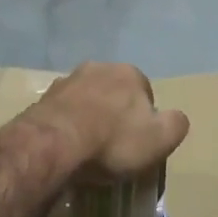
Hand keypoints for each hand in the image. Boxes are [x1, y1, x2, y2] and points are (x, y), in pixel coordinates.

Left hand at [24, 62, 188, 182]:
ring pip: (86, 100)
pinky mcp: (41, 99)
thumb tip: (176, 118)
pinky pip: (62, 113)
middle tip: (113, 145)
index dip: (144, 119)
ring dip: (88, 117)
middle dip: (114, 113)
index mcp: (129, 73)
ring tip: (87, 148)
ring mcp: (66, 81)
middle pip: (113, 93)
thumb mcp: (160, 139)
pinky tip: (66, 147)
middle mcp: (97, 68)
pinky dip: (66, 126)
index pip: (145, 93)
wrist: (53, 144)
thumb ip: (176, 125)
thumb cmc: (112, 141)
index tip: (137, 143)